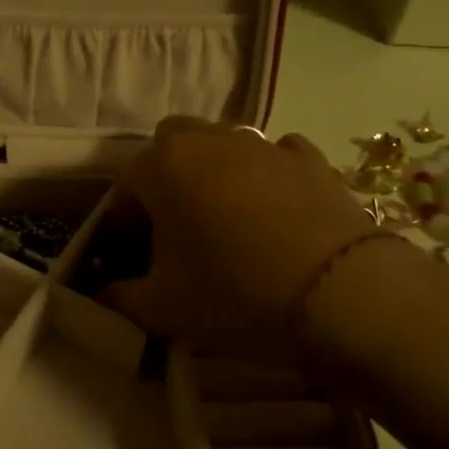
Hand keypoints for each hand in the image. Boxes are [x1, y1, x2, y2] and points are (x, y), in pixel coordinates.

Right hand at [103, 117, 377, 361]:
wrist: (343, 295)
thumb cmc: (235, 293)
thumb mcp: (163, 308)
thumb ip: (121, 298)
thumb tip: (106, 295)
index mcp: (163, 166)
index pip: (125, 187)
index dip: (122, 223)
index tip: (133, 257)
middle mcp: (208, 140)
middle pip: (170, 145)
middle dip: (164, 178)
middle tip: (175, 227)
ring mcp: (264, 144)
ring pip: (222, 144)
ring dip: (212, 172)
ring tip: (226, 221)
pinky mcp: (310, 159)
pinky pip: (274, 156)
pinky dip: (266, 175)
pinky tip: (275, 211)